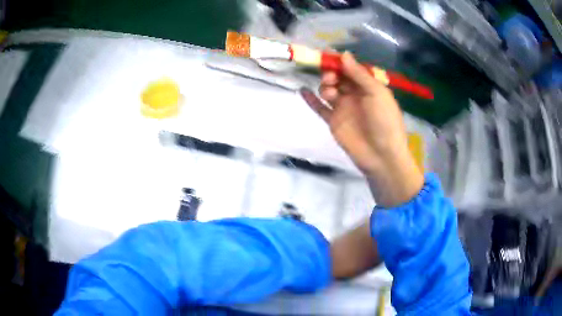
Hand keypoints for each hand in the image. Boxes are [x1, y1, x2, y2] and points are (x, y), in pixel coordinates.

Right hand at [300, 52, 422, 206]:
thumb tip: (344, 54)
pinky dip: (310, 99)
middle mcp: (354, 94)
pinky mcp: (333, 121)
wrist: (382, 154)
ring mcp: (343, 108)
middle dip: (331, 73)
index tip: (327, 54)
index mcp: (368, 86)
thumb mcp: (376, 93)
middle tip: (331, 77)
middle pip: (337, 78)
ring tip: (330, 93)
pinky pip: (319, 108)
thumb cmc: (384, 120)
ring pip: (328, 90)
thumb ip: (359, 74)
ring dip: (325, 85)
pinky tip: (302, 90)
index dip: (340, 61)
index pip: (350, 69)